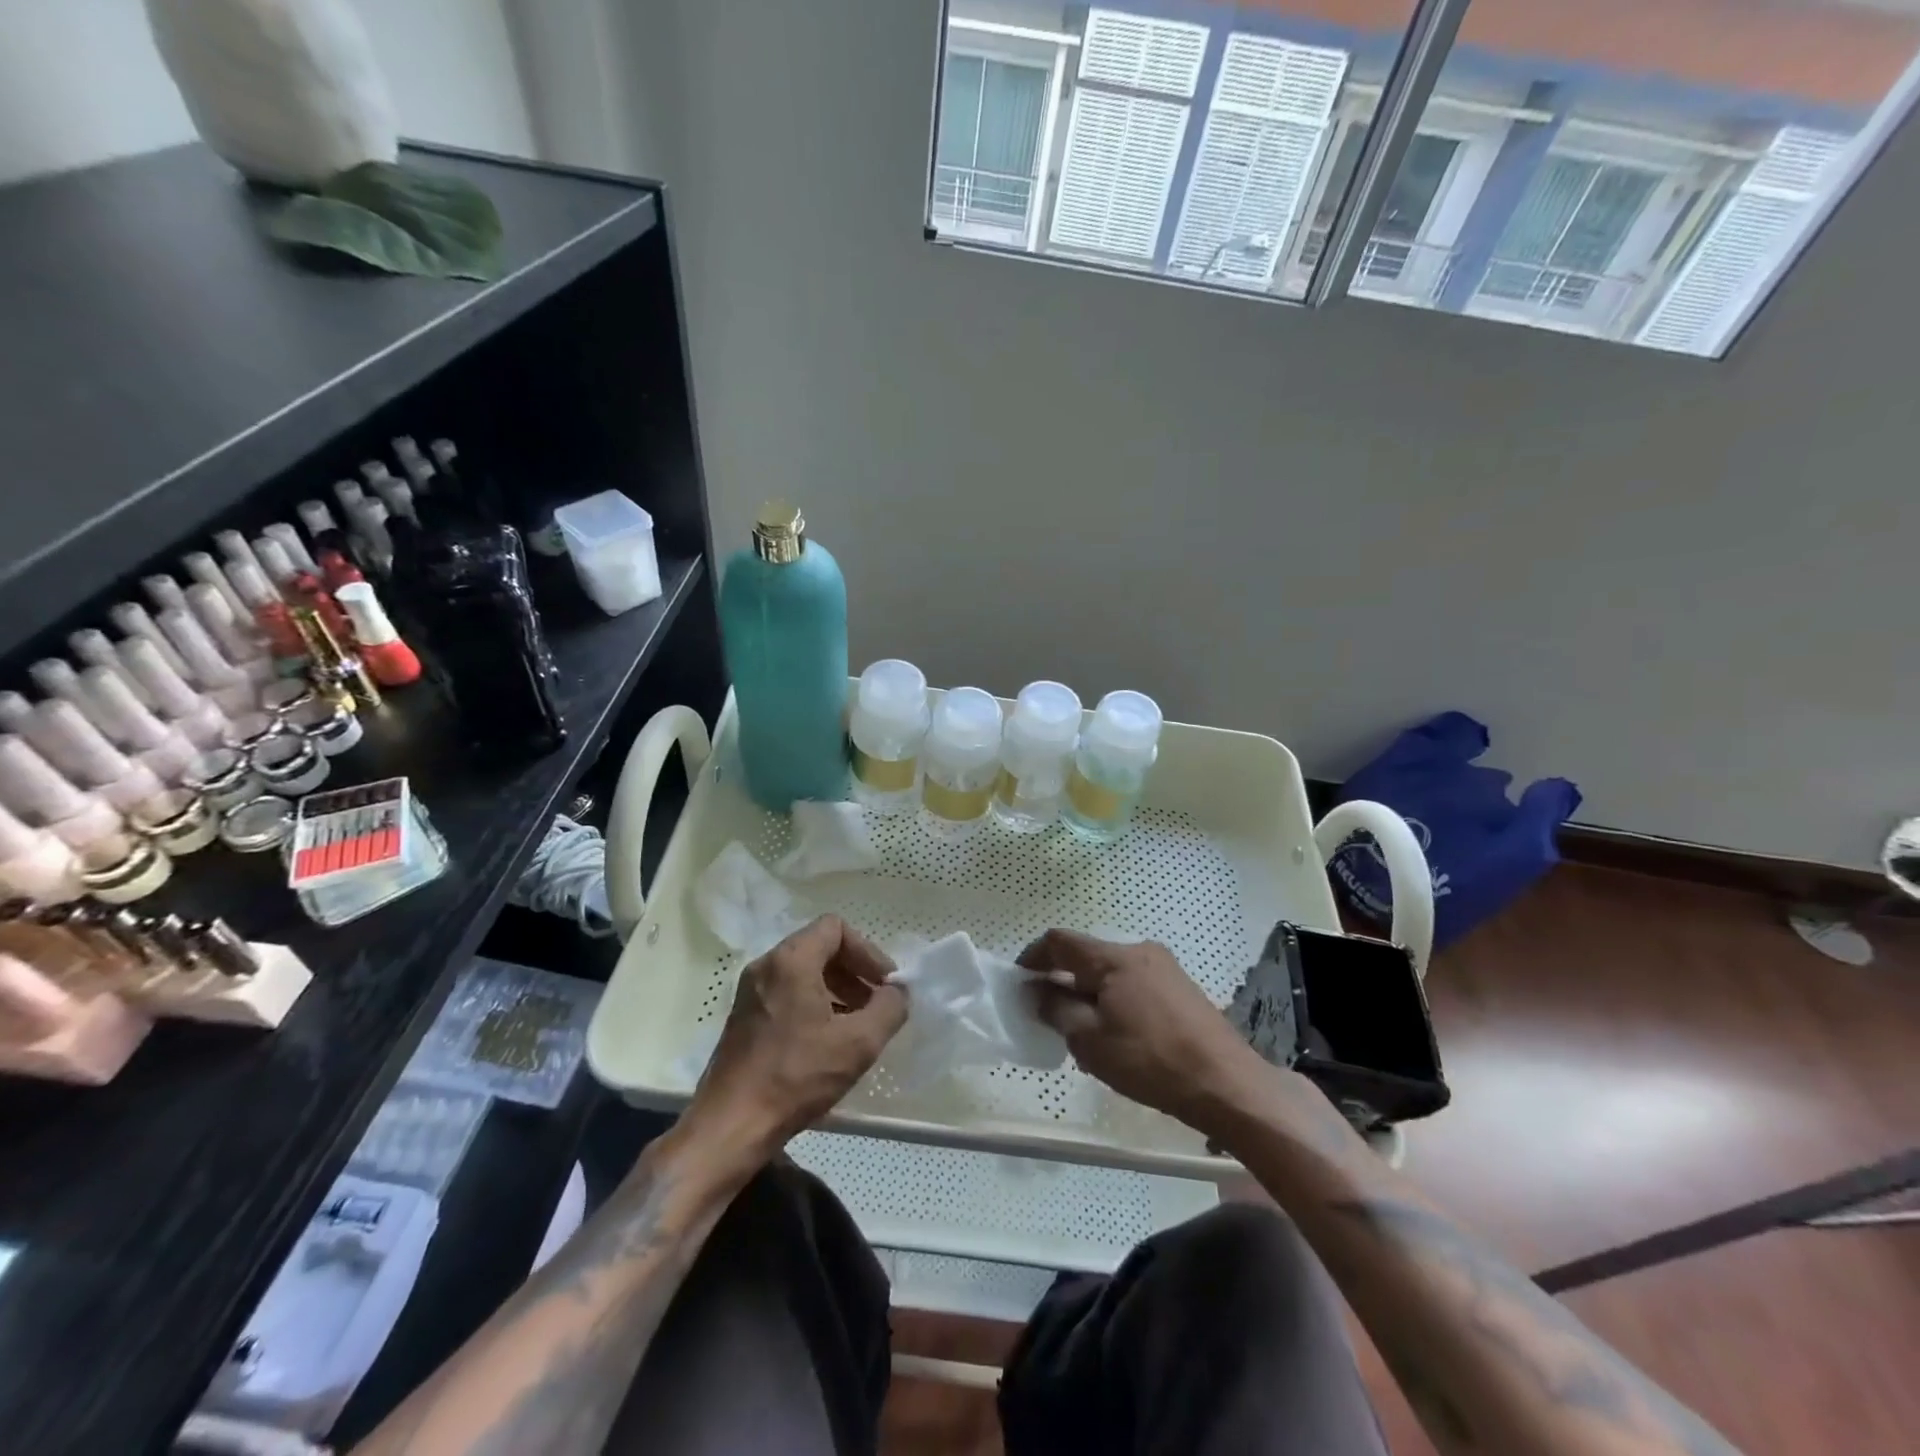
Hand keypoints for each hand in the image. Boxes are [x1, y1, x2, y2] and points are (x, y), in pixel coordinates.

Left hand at [684, 915, 906, 1168]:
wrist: (730, 1126)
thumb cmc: (796, 1076)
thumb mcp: (858, 1043)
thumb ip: (889, 1008)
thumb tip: (898, 992)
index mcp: (791, 960)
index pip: (836, 928)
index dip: (868, 951)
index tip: (885, 984)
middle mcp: (766, 966)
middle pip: (819, 947)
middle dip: (854, 971)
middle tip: (875, 1004)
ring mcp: (750, 992)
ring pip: (803, 972)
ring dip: (836, 990)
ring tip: (857, 1026)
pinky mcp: (743, 1017)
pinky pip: (786, 993)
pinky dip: (813, 1004)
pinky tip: (828, 1042)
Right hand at [1021, 929, 1281, 1139]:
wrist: (1226, 1084)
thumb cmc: (1150, 1061)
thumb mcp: (1090, 1041)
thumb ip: (1057, 1010)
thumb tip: (1039, 992)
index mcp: (1114, 958)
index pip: (1060, 941)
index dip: (1032, 957)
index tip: (1018, 982)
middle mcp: (1139, 951)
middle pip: (1087, 956)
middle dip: (1062, 980)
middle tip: (1048, 1015)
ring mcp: (1165, 968)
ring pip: (1111, 972)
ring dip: (1088, 993)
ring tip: (1082, 1032)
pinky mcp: (1181, 988)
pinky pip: (1133, 984)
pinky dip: (1114, 1000)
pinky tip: (1117, 1036)